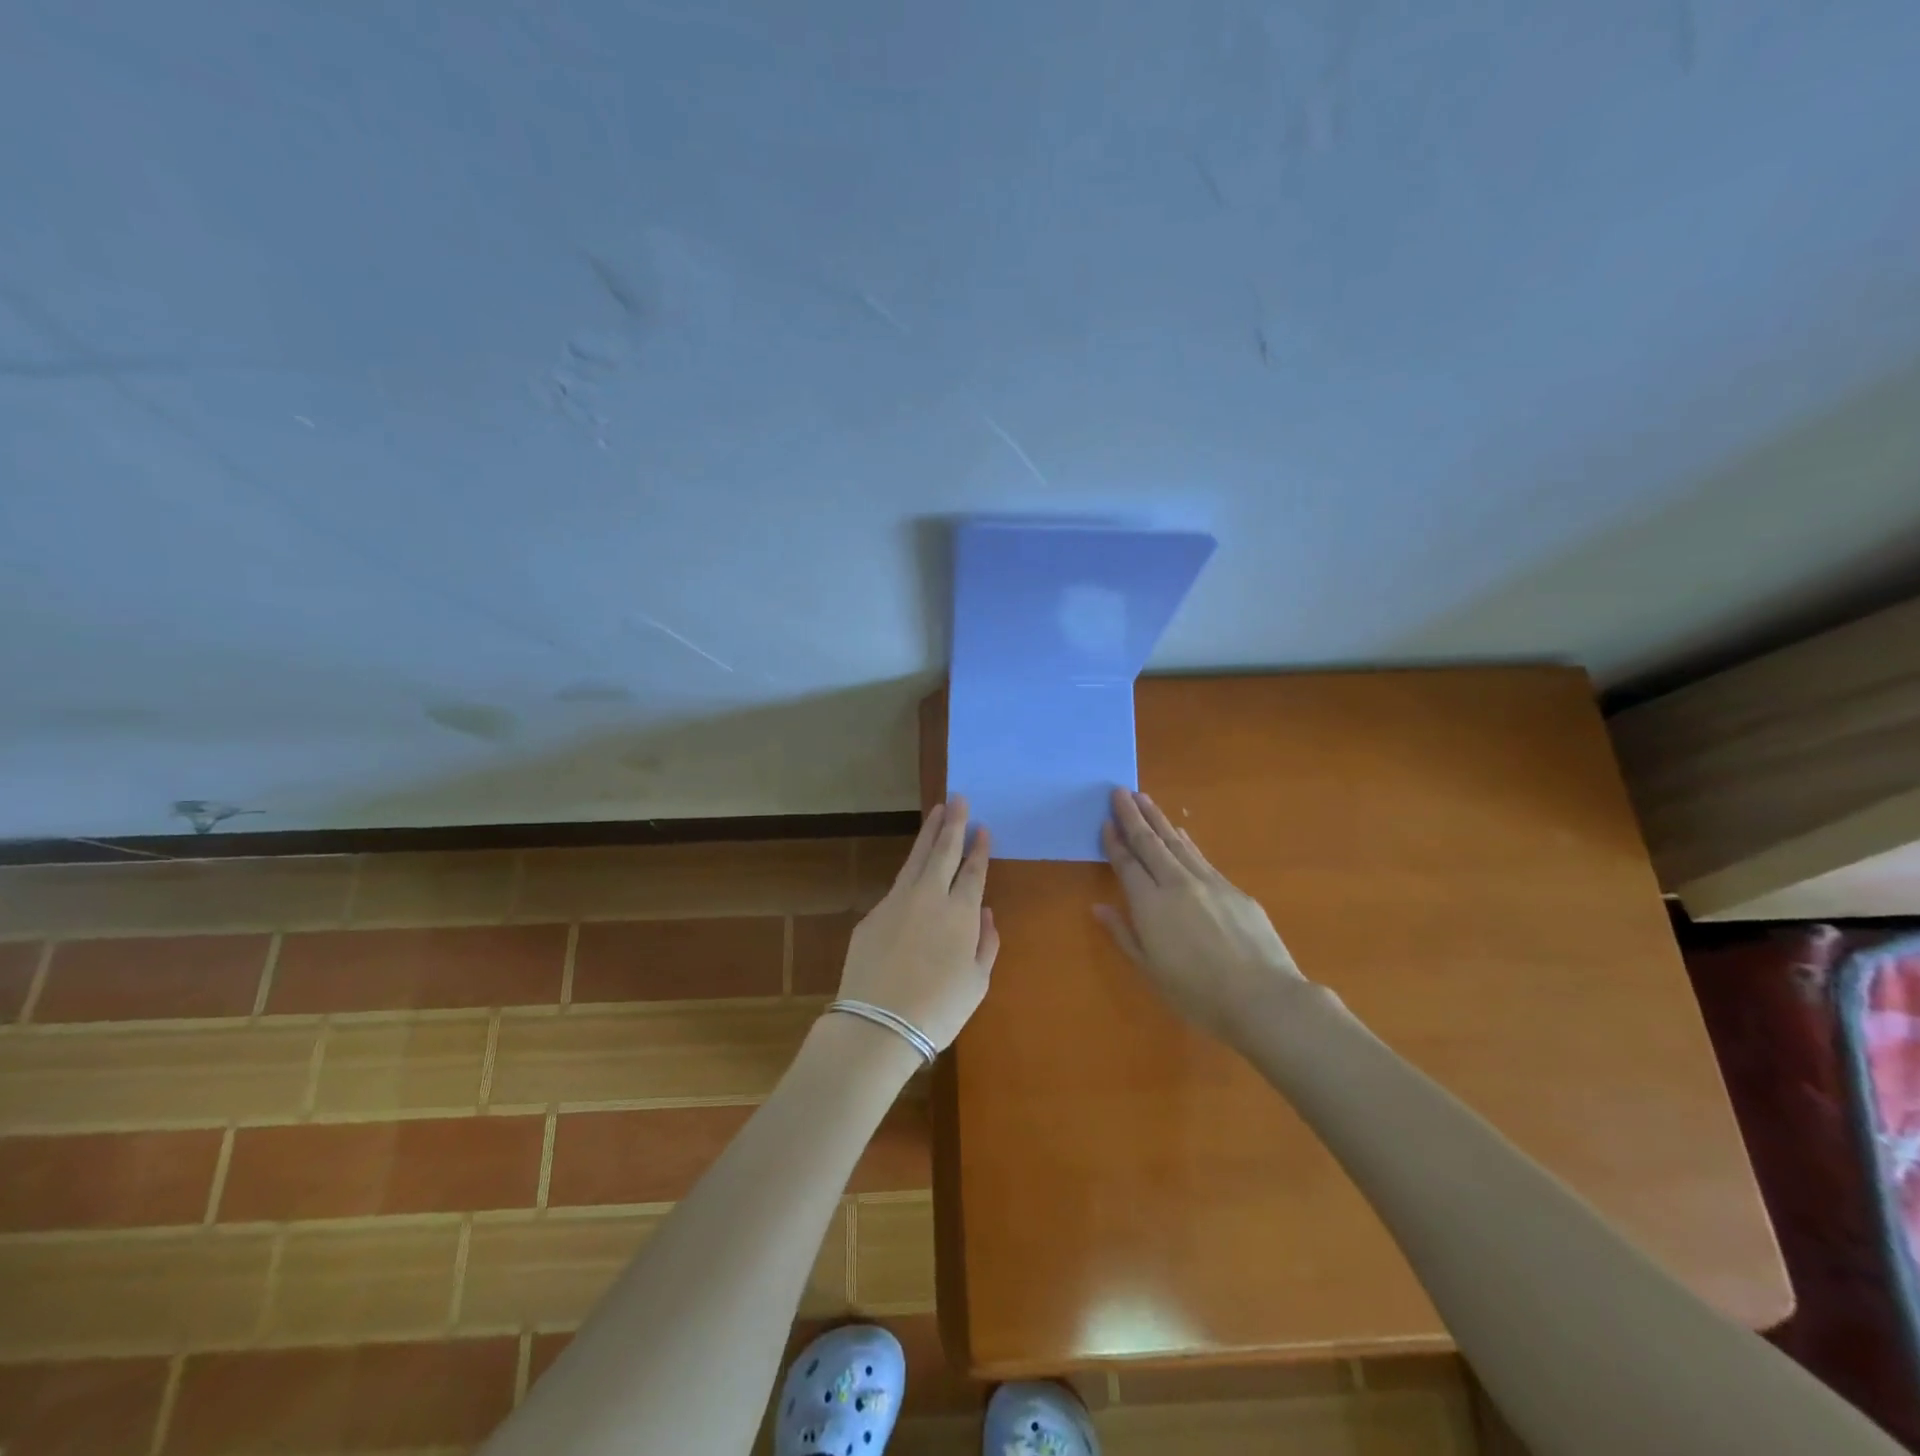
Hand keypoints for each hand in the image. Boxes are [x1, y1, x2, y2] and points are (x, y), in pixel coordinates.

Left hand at [836, 796, 998, 1051]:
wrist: (878, 1024)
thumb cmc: (938, 1010)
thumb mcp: (977, 983)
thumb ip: (986, 943)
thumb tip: (985, 914)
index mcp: (960, 913)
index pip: (973, 871)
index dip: (979, 848)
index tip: (982, 827)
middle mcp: (929, 897)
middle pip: (943, 851)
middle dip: (953, 823)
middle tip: (957, 798)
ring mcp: (897, 902)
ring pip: (916, 858)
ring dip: (928, 833)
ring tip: (936, 812)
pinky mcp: (873, 915)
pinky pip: (898, 884)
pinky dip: (910, 869)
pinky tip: (914, 866)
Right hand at [1095, 788, 1305, 1043]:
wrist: (1263, 998)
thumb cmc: (1198, 994)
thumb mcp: (1151, 971)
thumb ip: (1124, 934)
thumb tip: (1100, 907)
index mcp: (1150, 904)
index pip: (1127, 864)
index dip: (1115, 842)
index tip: (1105, 821)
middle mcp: (1176, 884)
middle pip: (1150, 843)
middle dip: (1133, 816)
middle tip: (1120, 791)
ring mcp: (1208, 882)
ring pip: (1176, 842)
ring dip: (1158, 819)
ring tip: (1144, 799)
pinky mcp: (1234, 889)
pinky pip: (1200, 856)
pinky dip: (1186, 840)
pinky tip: (1181, 831)